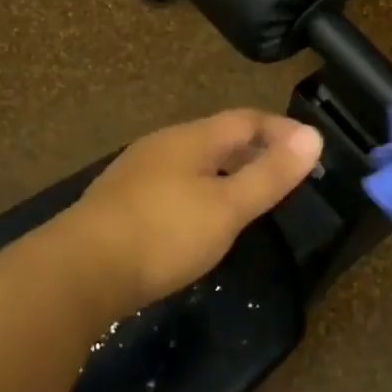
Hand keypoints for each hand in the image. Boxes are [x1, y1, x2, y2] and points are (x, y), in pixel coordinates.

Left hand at [69, 110, 323, 308]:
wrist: (78, 272)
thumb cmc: (162, 234)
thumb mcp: (227, 207)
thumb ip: (270, 174)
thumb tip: (313, 136)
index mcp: (191, 139)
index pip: (245, 119)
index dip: (280, 129)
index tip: (309, 148)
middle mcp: (162, 146)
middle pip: (218, 138)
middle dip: (254, 150)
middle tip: (285, 173)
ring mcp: (136, 174)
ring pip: (193, 163)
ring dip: (226, 172)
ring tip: (249, 197)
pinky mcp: (120, 203)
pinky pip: (173, 185)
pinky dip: (201, 193)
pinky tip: (201, 220)